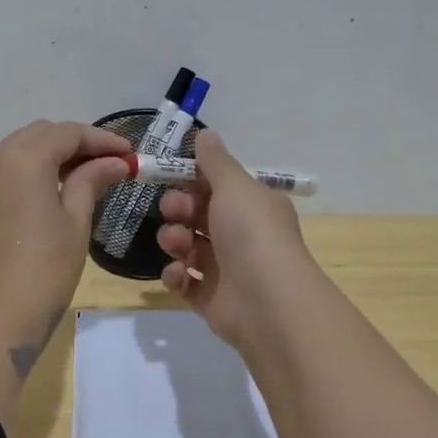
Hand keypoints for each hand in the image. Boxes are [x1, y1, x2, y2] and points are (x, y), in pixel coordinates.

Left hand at [0, 120, 133, 371]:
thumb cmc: (42, 272)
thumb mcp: (75, 223)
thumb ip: (91, 182)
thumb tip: (114, 162)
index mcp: (23, 158)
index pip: (68, 133)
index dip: (102, 140)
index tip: (131, 154)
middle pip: (42, 134)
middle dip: (77, 143)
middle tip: (111, 165)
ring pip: (21, 149)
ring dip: (53, 154)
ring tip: (88, 176)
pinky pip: (6, 169)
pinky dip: (32, 170)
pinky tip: (55, 190)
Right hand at [156, 130, 315, 350]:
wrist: (267, 303)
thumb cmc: (252, 234)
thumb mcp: (234, 186)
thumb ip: (215, 161)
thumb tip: (206, 134)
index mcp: (252, 205)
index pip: (216, 185)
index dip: (191, 179)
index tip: (170, 175)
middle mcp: (241, 234)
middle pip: (197, 214)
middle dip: (178, 208)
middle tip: (173, 211)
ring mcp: (225, 268)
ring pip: (187, 246)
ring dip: (174, 240)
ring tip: (177, 245)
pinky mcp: (210, 298)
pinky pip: (184, 281)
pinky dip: (176, 275)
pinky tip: (180, 275)